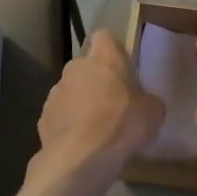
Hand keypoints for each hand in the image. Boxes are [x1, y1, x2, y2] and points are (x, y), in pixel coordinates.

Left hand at [35, 30, 164, 177]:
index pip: (105, 37)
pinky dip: (69, 125)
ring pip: (71, 91)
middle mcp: (75, 67)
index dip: (113, 50)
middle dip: (97, 81)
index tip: (122, 67)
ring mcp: (55, 92)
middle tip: (114, 103)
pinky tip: (81, 144)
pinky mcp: (43, 117)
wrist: (80, 158)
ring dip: (81, 103)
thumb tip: (144, 103)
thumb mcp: (153, 113)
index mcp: (104, 58)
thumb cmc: (121, 125)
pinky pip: (60, 115)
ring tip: (97, 129)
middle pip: (87, 67)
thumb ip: (148, 101)